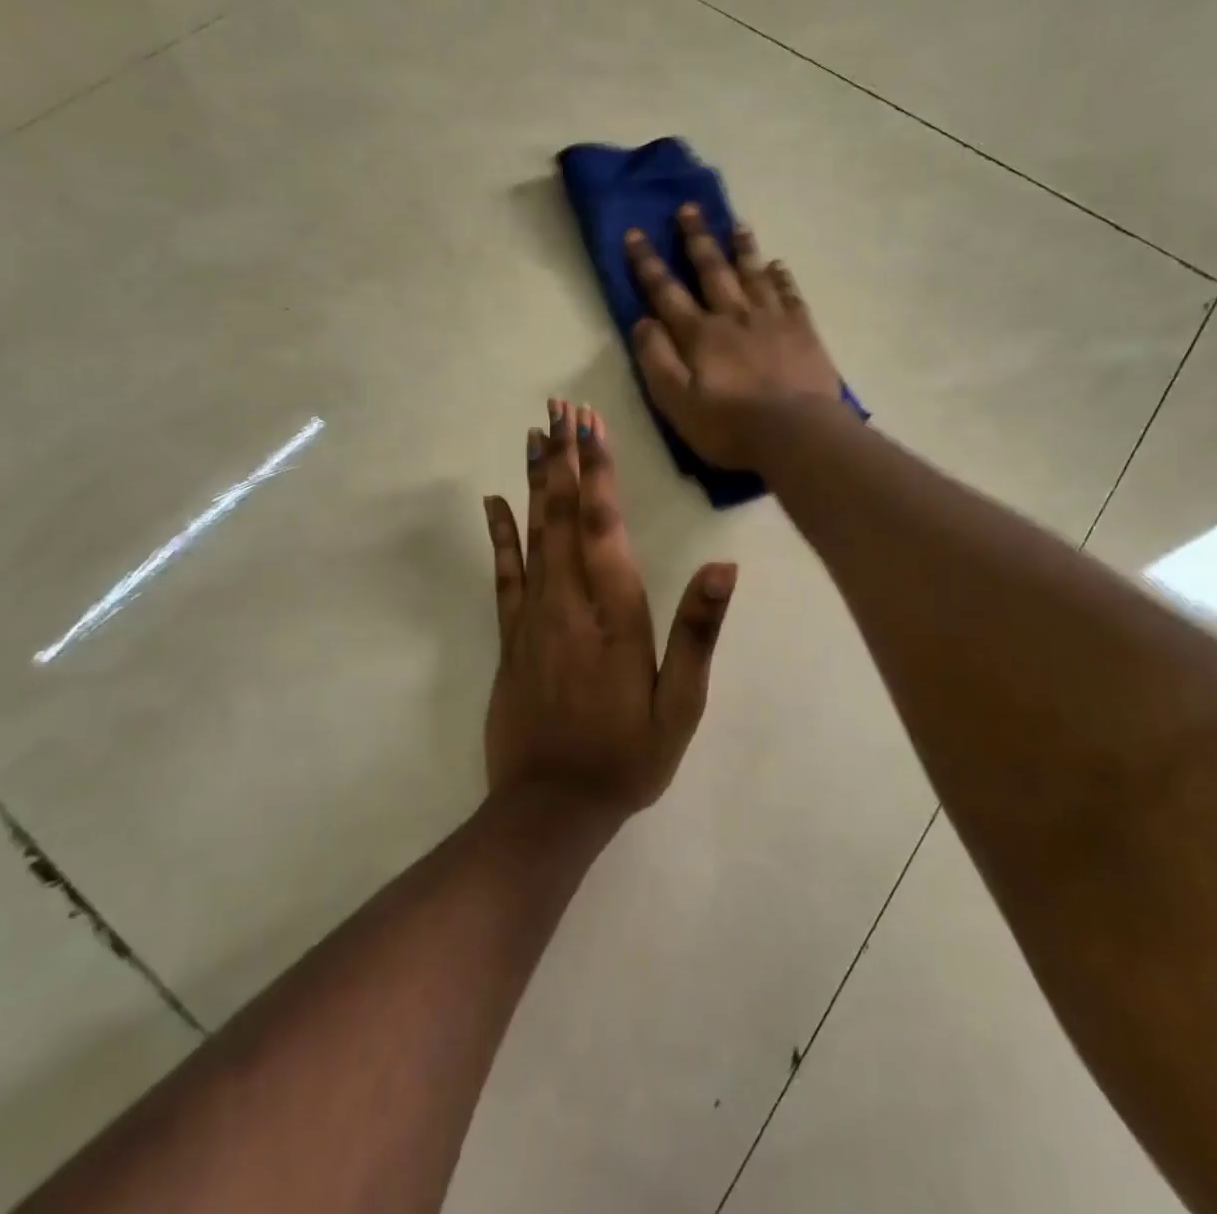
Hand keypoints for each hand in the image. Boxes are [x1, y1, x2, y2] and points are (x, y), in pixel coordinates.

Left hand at [482, 400, 735, 815]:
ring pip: (532, 533)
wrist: (551, 807)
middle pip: (562, 515)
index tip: (590, 426)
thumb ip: (697, 632)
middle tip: (559, 408)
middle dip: (562, 458)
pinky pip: (503, 574)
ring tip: (533, 434)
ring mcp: (533, 617)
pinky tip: (494, 502)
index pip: (603, 526)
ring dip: (533, 480)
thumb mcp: (681, 705)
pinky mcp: (510, 637)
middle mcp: (569, 603)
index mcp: (615, 614)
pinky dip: (499, 534)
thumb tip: (722, 568)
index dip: (597, 472)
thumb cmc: (628, 756)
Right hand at [624, 204, 843, 469]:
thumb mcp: (675, 401)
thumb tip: (641, 322)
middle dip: (697, 239)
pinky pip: (789, 294)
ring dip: (742, 248)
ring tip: (736, 224)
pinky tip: (777, 265)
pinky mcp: (802, 332)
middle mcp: (733, 316)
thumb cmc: (729, 426)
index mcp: (699, 334)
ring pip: (753, 274)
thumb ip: (656, 360)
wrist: (795, 434)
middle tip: (689, 209)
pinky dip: (781, 277)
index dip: (647, 263)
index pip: (666, 291)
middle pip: (712, 270)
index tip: (635, 233)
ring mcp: (772, 320)